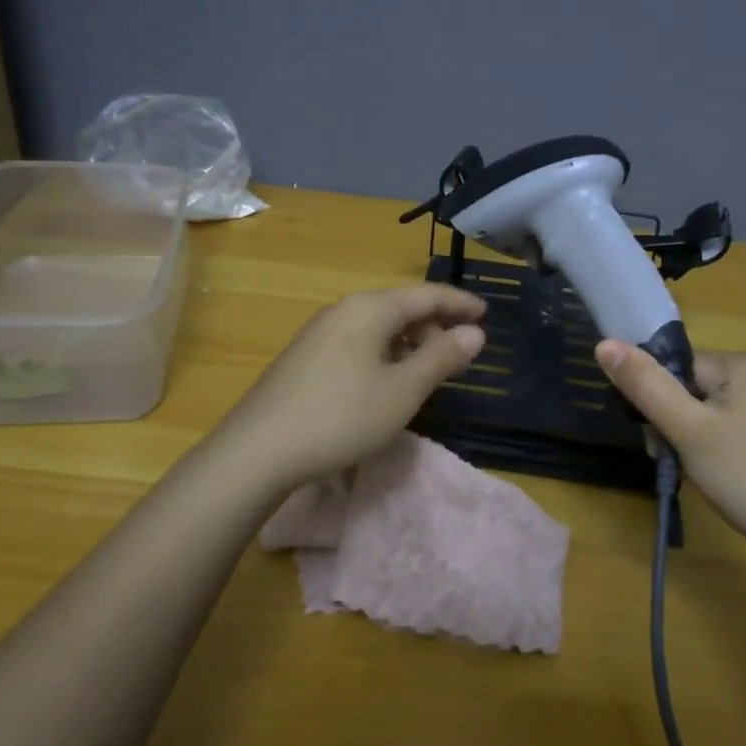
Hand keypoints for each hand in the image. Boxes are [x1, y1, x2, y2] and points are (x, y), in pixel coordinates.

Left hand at [216, 285, 486, 492]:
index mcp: (370, 308)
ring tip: (431, 372)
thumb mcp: (402, 390)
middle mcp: (343, 310)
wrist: (258, 450)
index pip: (426, 294)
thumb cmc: (341, 416)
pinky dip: (386, 354)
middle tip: (463, 355)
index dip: (460, 304)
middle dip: (436, 326)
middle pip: (401, 308)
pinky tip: (390, 382)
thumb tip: (474, 333)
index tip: (487, 315)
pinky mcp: (306, 357)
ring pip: (379, 327)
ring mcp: (320, 333)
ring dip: (411, 343)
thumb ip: (441, 358)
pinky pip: (359, 343)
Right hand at [594, 341, 745, 570]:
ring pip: (708, 411)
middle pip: (691, 388)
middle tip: (676, 462)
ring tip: (700, 474)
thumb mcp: (689, 431)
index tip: (659, 442)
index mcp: (743, 363)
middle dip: (674, 424)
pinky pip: (731, 426)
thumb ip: (645, 386)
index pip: (676, 367)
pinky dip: (716, 448)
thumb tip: (603, 344)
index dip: (658, 403)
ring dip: (691, 439)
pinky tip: (722, 476)